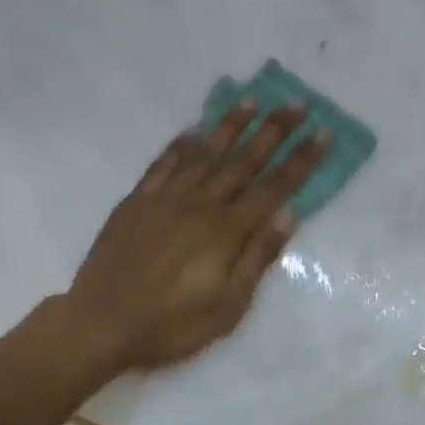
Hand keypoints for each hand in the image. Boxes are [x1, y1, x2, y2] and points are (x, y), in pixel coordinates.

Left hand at [63, 102, 328, 371]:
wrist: (101, 324)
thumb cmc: (172, 324)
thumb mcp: (228, 306)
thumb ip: (257, 257)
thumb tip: (289, 215)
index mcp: (227, 231)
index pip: (274, 187)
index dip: (301, 160)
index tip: (323, 133)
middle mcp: (200, 204)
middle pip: (244, 160)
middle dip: (274, 130)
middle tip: (297, 103)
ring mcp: (165, 199)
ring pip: (205, 153)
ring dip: (230, 125)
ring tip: (251, 100)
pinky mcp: (136, 201)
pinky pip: (163, 163)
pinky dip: (181, 144)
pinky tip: (193, 130)